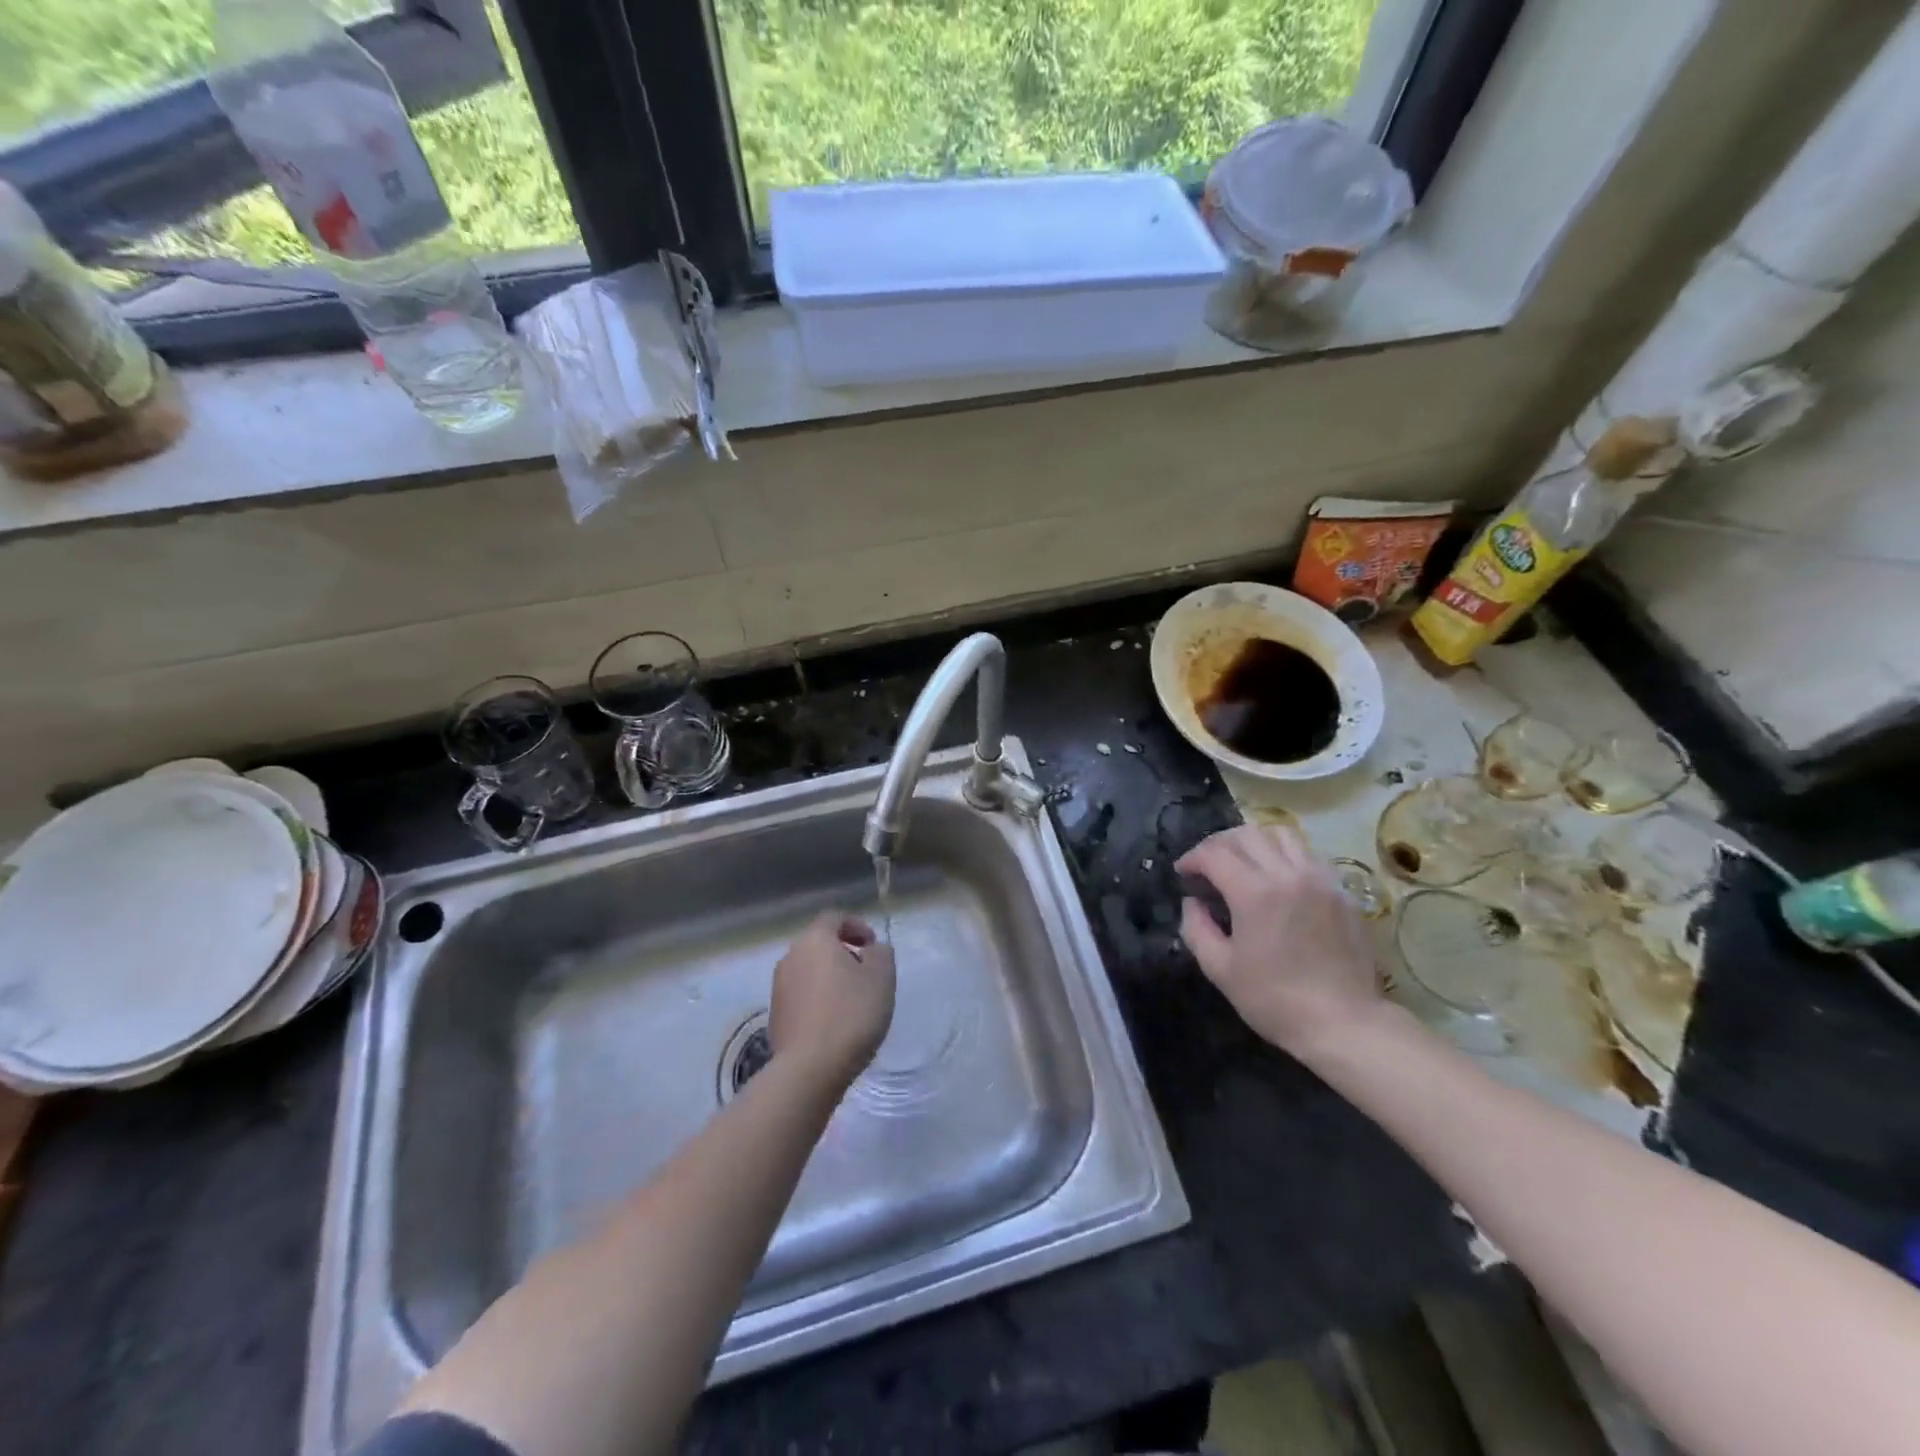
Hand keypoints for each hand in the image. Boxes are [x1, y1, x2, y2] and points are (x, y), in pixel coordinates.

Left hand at [769, 913, 896, 1087]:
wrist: (809, 1068)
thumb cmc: (851, 1014)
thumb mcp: (881, 978)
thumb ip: (881, 954)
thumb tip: (872, 950)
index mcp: (815, 940)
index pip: (834, 918)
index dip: (857, 926)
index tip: (873, 946)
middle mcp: (791, 956)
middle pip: (819, 944)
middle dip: (844, 953)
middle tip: (866, 973)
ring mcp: (778, 987)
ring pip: (809, 970)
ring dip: (830, 978)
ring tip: (852, 1001)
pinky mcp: (775, 1015)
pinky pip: (801, 995)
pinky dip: (818, 999)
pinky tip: (834, 1022)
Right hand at [1177, 824, 1381, 1060]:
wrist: (1343, 1023)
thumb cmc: (1274, 1000)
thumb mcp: (1220, 969)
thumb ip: (1196, 928)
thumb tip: (1193, 902)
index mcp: (1254, 892)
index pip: (1214, 853)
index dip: (1192, 858)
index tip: (1182, 873)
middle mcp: (1288, 874)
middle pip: (1247, 834)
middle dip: (1219, 843)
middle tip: (1207, 864)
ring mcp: (1320, 879)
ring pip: (1281, 834)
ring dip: (1254, 842)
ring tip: (1243, 862)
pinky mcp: (1341, 892)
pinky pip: (1308, 854)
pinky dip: (1284, 854)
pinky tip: (1277, 878)